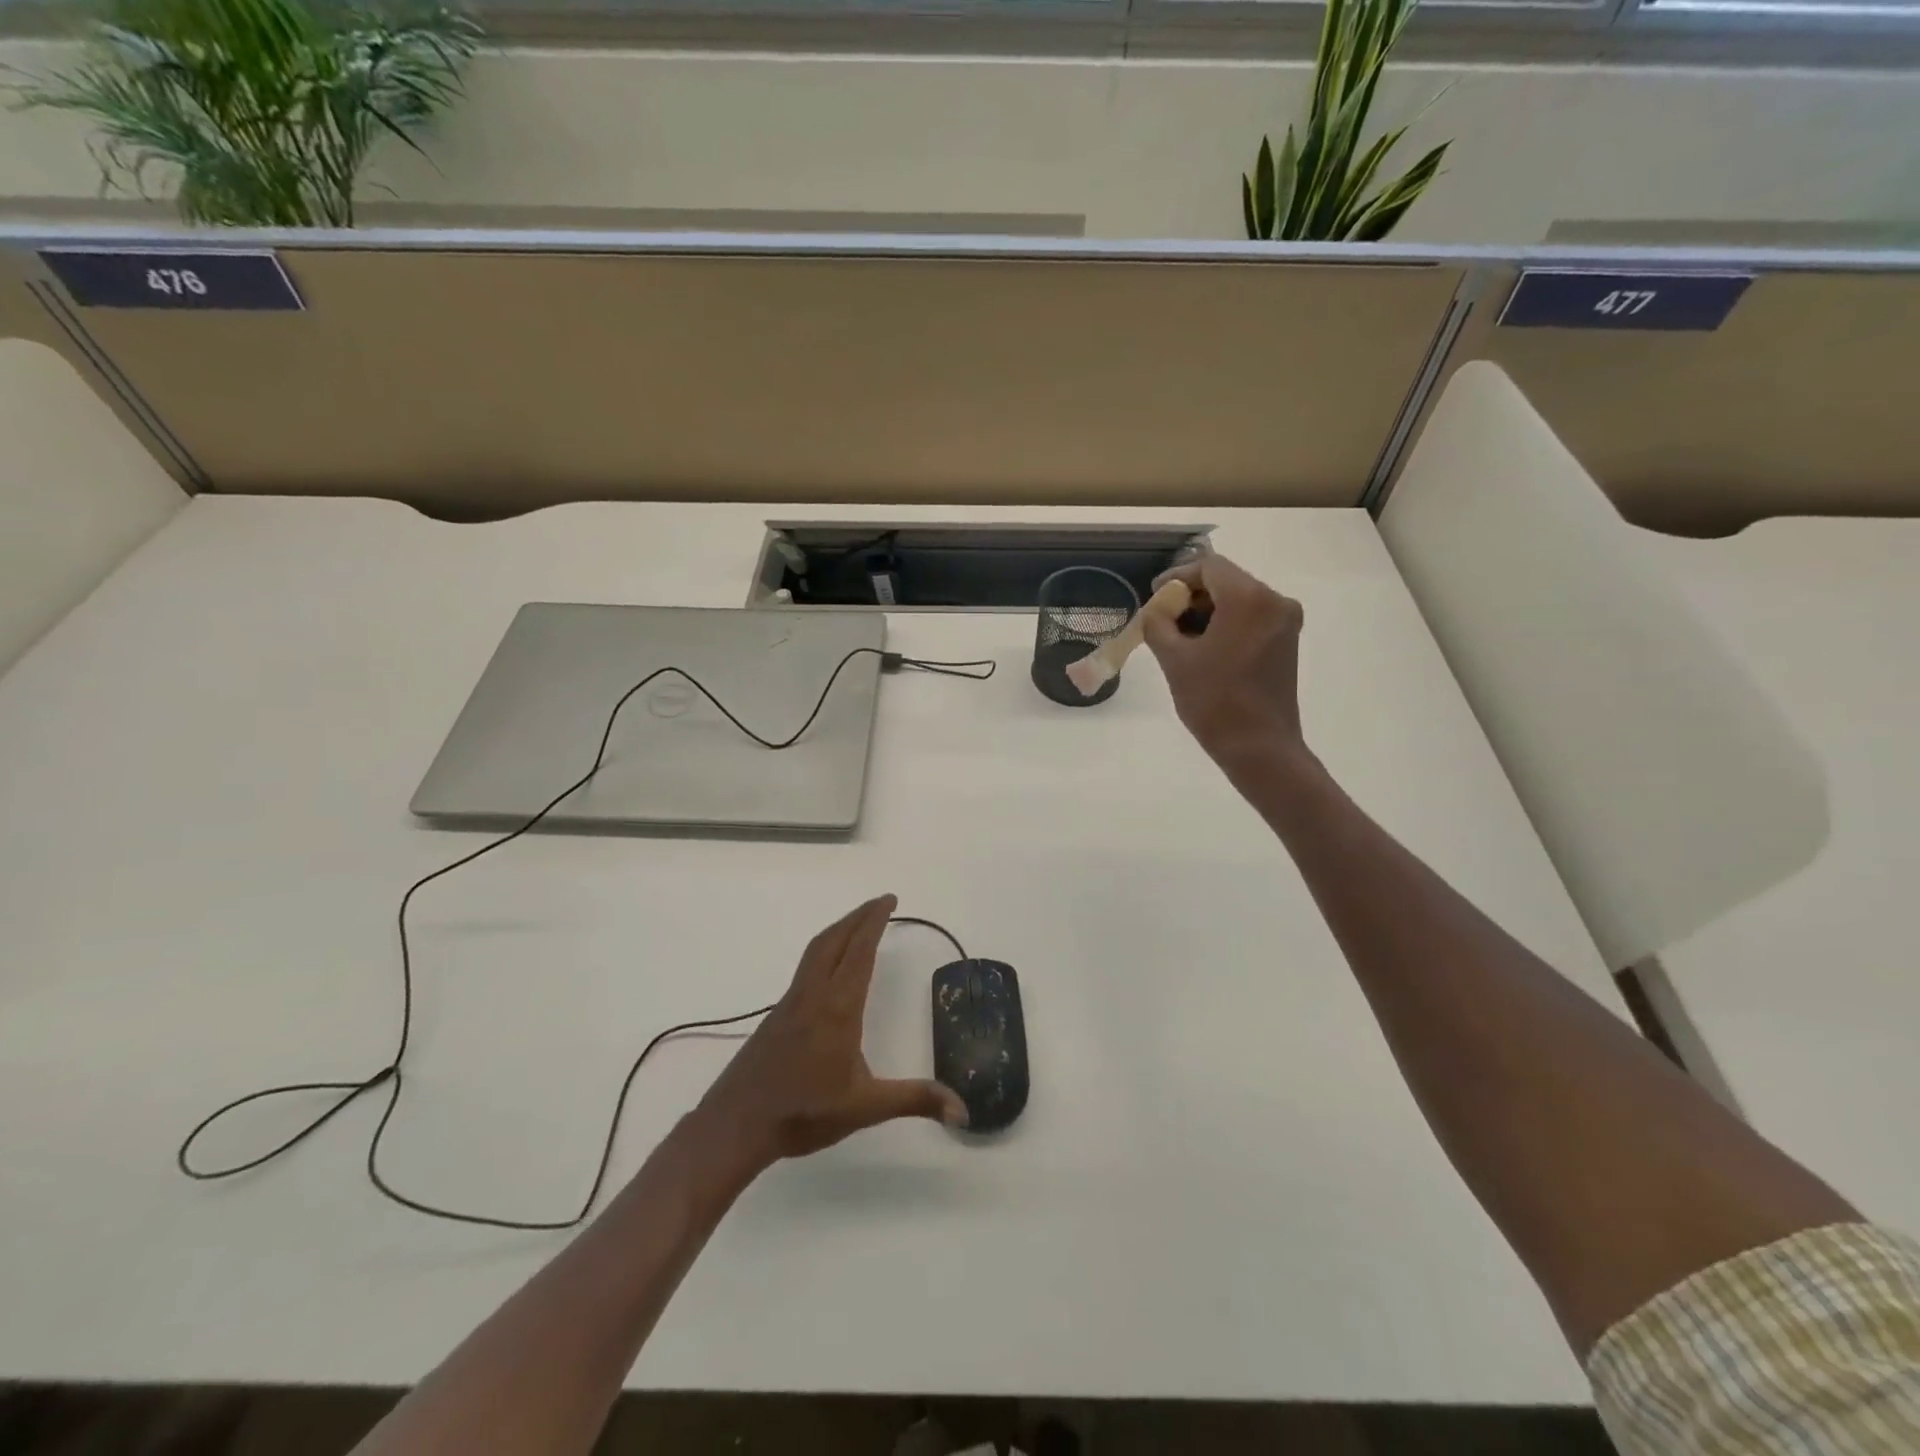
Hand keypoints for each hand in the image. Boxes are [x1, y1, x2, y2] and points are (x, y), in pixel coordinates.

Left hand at [694, 895, 966, 1175]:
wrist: (736, 1125)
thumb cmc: (803, 1112)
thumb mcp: (865, 1107)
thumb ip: (914, 1100)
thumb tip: (964, 1110)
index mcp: (838, 1007)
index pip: (859, 951)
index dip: (874, 922)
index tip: (889, 900)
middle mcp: (813, 994)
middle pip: (835, 940)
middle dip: (859, 916)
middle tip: (881, 902)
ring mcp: (791, 1002)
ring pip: (816, 951)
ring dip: (839, 930)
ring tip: (858, 924)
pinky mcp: (778, 1016)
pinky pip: (806, 968)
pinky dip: (825, 950)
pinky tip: (830, 968)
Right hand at [1144, 554, 1307, 773]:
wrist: (1259, 747)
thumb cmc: (1214, 701)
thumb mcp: (1174, 660)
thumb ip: (1158, 624)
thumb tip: (1155, 610)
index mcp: (1248, 598)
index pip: (1208, 566)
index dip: (1177, 577)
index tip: (1154, 597)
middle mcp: (1275, 601)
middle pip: (1226, 580)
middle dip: (1191, 595)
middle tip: (1162, 618)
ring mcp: (1285, 621)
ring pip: (1239, 600)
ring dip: (1208, 610)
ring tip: (1179, 636)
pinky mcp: (1287, 641)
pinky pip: (1251, 618)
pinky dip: (1226, 623)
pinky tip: (1204, 647)